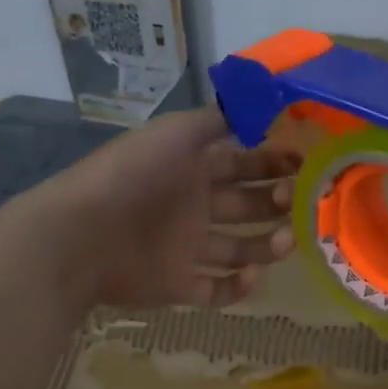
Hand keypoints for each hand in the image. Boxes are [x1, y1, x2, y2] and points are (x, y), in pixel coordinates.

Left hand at [10, 105, 298, 308]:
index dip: (275, 164)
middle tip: (301, 204)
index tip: (306, 166)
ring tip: (288, 241)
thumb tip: (260, 99)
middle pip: (247, 207)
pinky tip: (253, 275)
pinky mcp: (179, 286)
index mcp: (193, 169)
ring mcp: (187, 249)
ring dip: (268, 245)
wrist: (81, 236)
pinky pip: (217, 289)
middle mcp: (194, 207)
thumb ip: (217, 119)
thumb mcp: (175, 134)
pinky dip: (239, 286)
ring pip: (239, 249)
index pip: (244, 165)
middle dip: (278, 204)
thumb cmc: (132, 177)